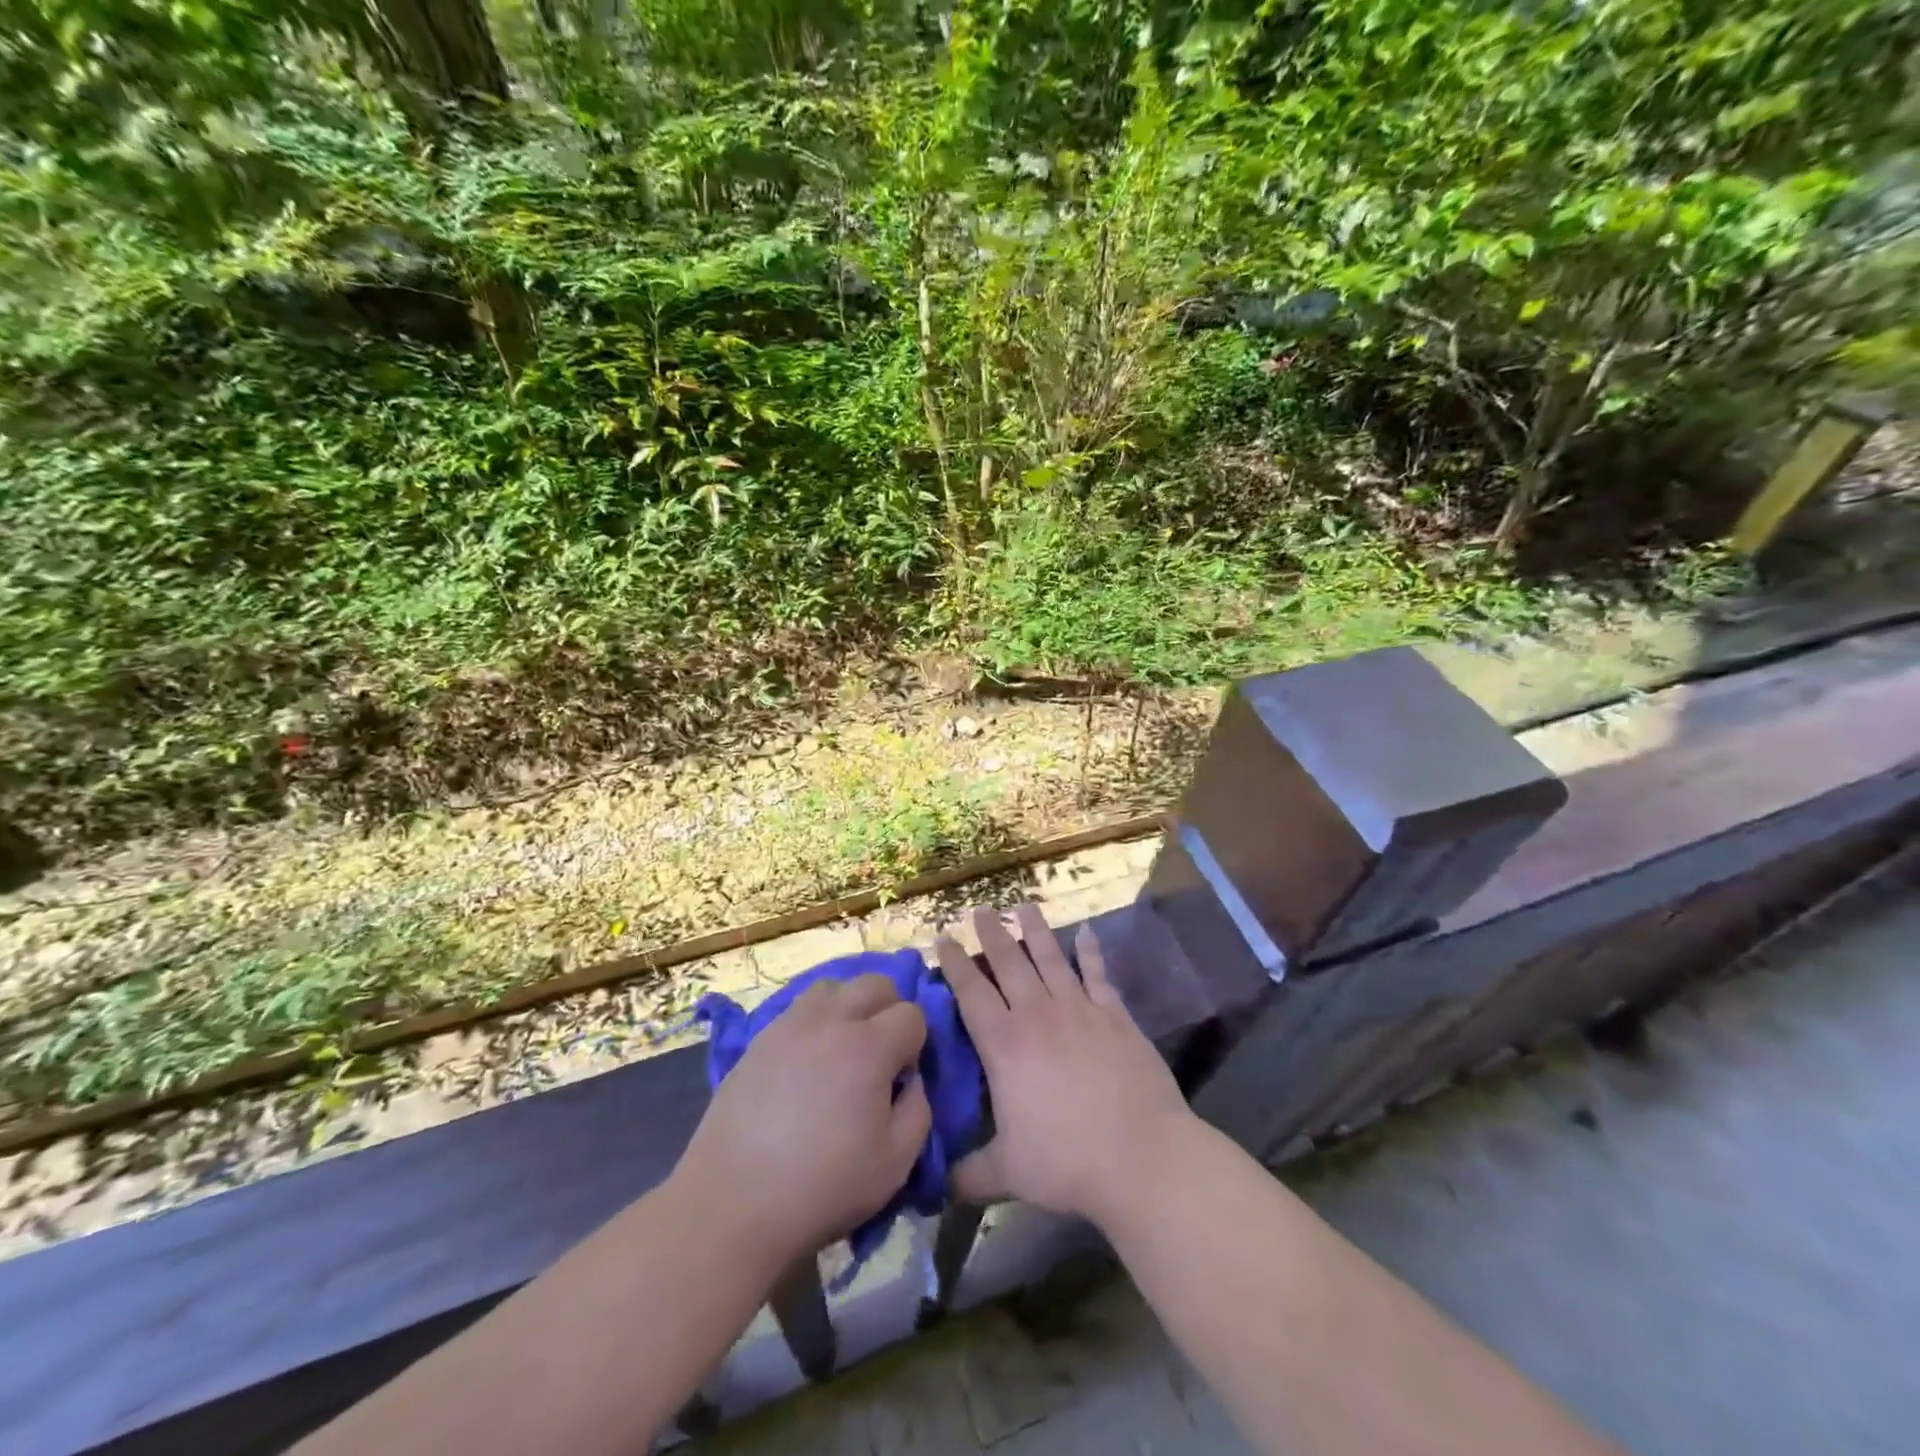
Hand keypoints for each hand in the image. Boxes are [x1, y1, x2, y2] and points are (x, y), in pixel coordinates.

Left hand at [675, 975, 930, 1264]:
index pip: (912, 1014)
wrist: (733, 1203)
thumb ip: (918, 1112)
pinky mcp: (760, 1039)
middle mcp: (831, 1022)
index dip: (916, 1042)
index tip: (903, 1075)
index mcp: (869, 1048)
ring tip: (842, 1048)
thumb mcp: (895, 1164)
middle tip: (881, 1054)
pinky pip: (799, 1008)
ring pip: (833, 987)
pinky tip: (808, 1060)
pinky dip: (815, 1021)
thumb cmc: (822, 1187)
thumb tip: (912, 1080)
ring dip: (849, 1006)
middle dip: (889, 1009)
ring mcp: (790, 1025)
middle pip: (875, 983)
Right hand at [935, 904, 1194, 1228]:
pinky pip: (1098, 975)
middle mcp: (1038, 1015)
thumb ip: (968, 1175)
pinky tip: (1087, 932)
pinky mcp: (1115, 1016)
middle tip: (981, 909)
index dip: (954, 963)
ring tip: (1025, 906)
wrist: (1140, 1157)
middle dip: (992, 933)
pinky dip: (1091, 952)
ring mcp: (1079, 1010)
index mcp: (1004, 1045)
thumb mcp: (1007, 1173)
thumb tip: (933, 1187)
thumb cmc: (1066, 1163)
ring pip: (1051, 959)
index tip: (942, 937)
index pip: (971, 993)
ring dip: (1036, 931)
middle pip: (1009, 963)